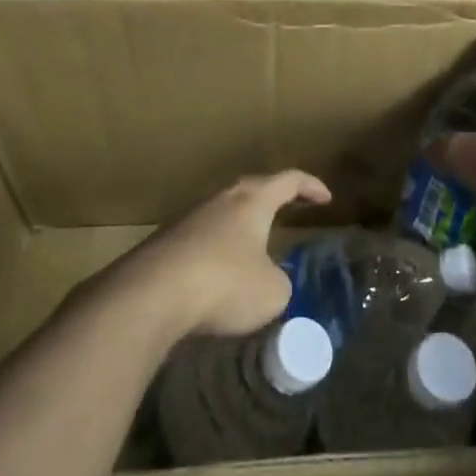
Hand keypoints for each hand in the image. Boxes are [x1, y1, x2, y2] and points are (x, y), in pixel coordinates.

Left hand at [123, 171, 331, 339]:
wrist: (150, 295)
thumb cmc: (223, 283)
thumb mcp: (272, 292)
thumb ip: (281, 281)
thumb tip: (271, 280)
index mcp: (252, 200)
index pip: (288, 180)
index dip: (311, 186)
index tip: (326, 198)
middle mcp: (221, 199)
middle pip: (252, 189)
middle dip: (273, 199)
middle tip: (290, 211)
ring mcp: (188, 218)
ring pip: (224, 213)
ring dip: (242, 227)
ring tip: (254, 247)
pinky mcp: (165, 242)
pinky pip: (201, 238)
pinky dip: (217, 250)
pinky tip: (218, 274)